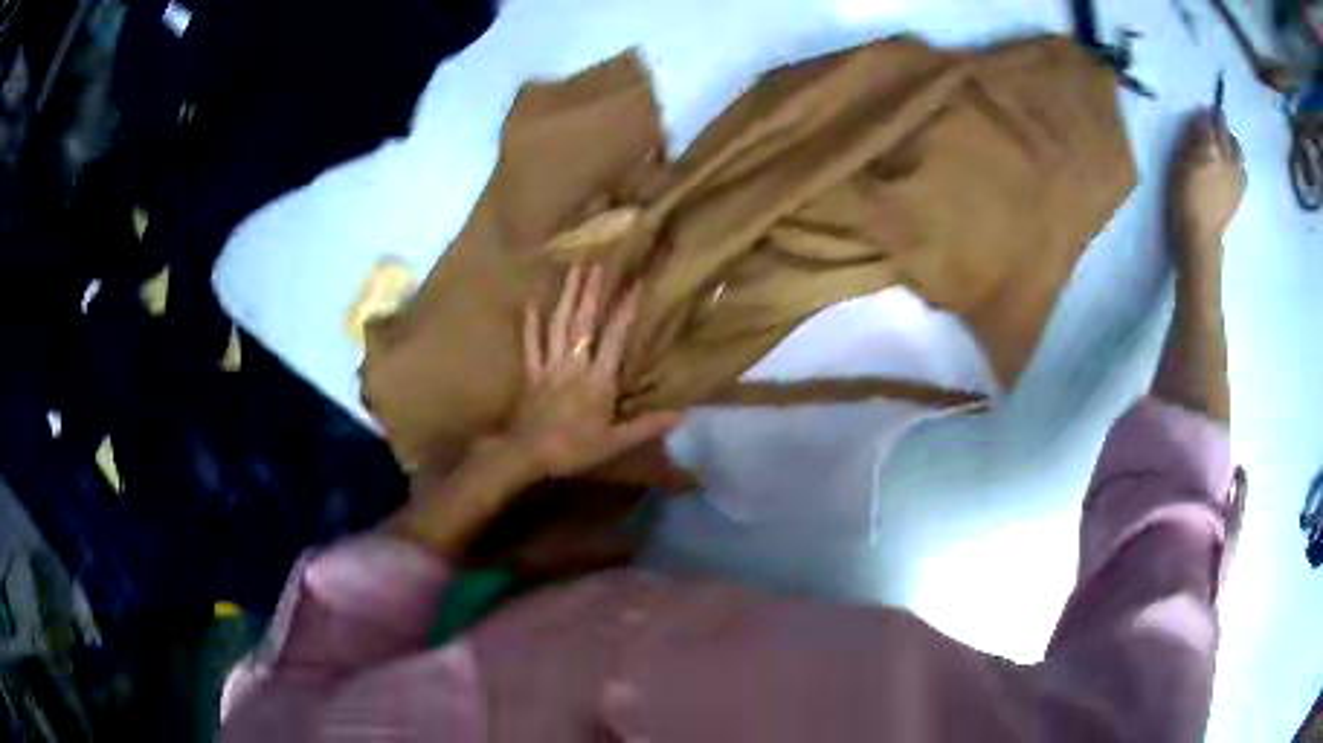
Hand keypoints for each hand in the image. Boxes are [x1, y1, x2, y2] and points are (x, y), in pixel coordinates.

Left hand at [501, 265, 681, 477]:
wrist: (526, 454)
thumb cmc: (573, 449)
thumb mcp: (615, 443)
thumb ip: (647, 426)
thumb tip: (684, 414)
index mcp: (598, 380)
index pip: (615, 338)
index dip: (625, 310)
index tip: (635, 283)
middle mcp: (574, 364)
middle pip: (583, 322)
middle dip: (591, 290)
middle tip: (597, 260)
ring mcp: (549, 365)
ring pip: (558, 324)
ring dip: (567, 296)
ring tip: (573, 268)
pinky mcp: (531, 372)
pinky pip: (531, 343)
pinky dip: (531, 322)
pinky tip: (532, 301)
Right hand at [1168, 108, 1246, 271]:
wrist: (1200, 236)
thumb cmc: (1184, 197)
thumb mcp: (1181, 163)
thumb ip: (1192, 140)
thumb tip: (1200, 120)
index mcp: (1210, 149)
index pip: (1209, 122)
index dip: (1205, 114)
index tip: (1202, 109)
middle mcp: (1226, 159)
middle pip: (1225, 133)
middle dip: (1220, 123)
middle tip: (1215, 119)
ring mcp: (1236, 176)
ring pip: (1238, 150)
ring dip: (1232, 141)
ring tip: (1226, 140)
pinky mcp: (1240, 192)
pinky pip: (1244, 170)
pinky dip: (1240, 162)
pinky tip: (1235, 164)